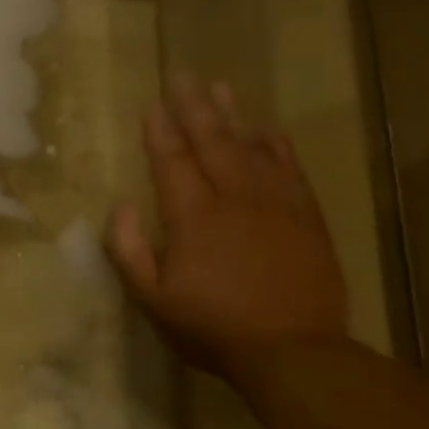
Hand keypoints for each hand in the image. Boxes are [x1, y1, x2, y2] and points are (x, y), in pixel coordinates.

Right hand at [105, 76, 348, 382]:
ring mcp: (276, 205)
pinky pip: (290, 169)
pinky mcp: (306, 218)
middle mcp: (235, 199)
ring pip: (252, 147)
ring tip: (220, 88)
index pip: (171, 160)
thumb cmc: (211, 326)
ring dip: (234, 115)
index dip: (158, 130)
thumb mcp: (151, 298)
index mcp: (193, 217)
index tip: (151, 103)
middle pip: (212, 142)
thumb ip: (129, 250)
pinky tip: (266, 129)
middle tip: (184, 76)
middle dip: (194, 107)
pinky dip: (276, 145)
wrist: (294, 352)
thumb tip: (122, 207)